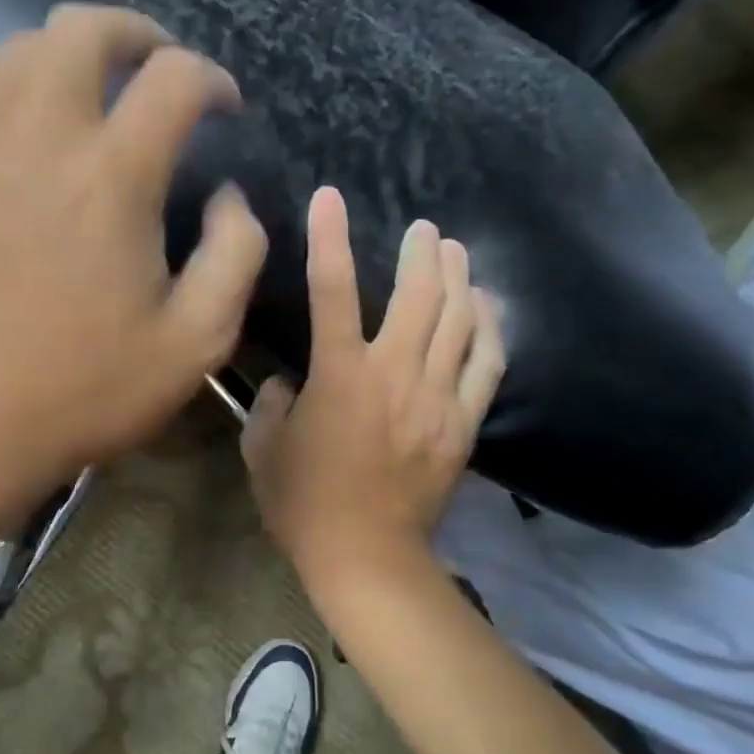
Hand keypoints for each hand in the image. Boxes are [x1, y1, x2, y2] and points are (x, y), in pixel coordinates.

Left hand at [0, 5, 267, 528]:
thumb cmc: (81, 391)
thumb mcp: (195, 343)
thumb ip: (236, 255)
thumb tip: (229, 196)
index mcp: (111, 177)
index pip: (172, 79)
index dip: (211, 78)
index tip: (225, 106)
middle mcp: (39, 140)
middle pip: (81, 29)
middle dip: (134, 32)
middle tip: (159, 66)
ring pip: (19, 51)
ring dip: (71, 52)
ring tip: (101, 89)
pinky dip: (22, 88)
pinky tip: (39, 134)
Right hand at [241, 186, 503, 589]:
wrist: (367, 558)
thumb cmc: (304, 504)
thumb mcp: (263, 450)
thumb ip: (268, 404)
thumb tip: (286, 383)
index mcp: (339, 375)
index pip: (331, 289)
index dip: (328, 237)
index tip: (330, 196)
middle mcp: (394, 373)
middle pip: (418, 294)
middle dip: (423, 252)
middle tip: (424, 229)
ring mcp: (436, 397)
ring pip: (459, 321)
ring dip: (459, 279)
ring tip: (456, 253)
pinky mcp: (463, 423)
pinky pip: (487, 364)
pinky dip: (490, 329)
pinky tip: (487, 308)